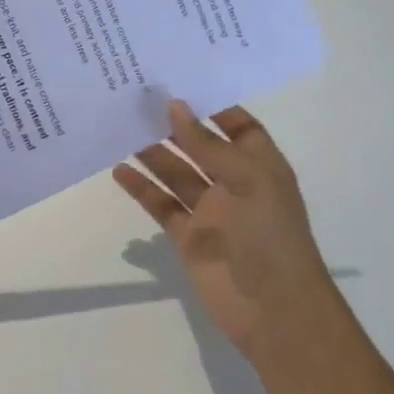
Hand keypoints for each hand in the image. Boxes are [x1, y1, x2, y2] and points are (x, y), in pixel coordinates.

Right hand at [113, 101, 333, 362]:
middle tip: (136, 97)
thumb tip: (174, 106)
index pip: (237, 125)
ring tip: (119, 125)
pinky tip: (118, 170)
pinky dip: (141, 188)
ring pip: (175, 172)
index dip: (211, 104)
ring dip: (151, 151)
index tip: (176, 81)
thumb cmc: (270, 236)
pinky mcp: (187, 235)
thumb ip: (206, 145)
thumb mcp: (247, 180)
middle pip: (198, 145)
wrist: (275, 312)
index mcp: (259, 165)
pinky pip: (160, 204)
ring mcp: (209, 210)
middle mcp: (233, 183)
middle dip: (172, 123)